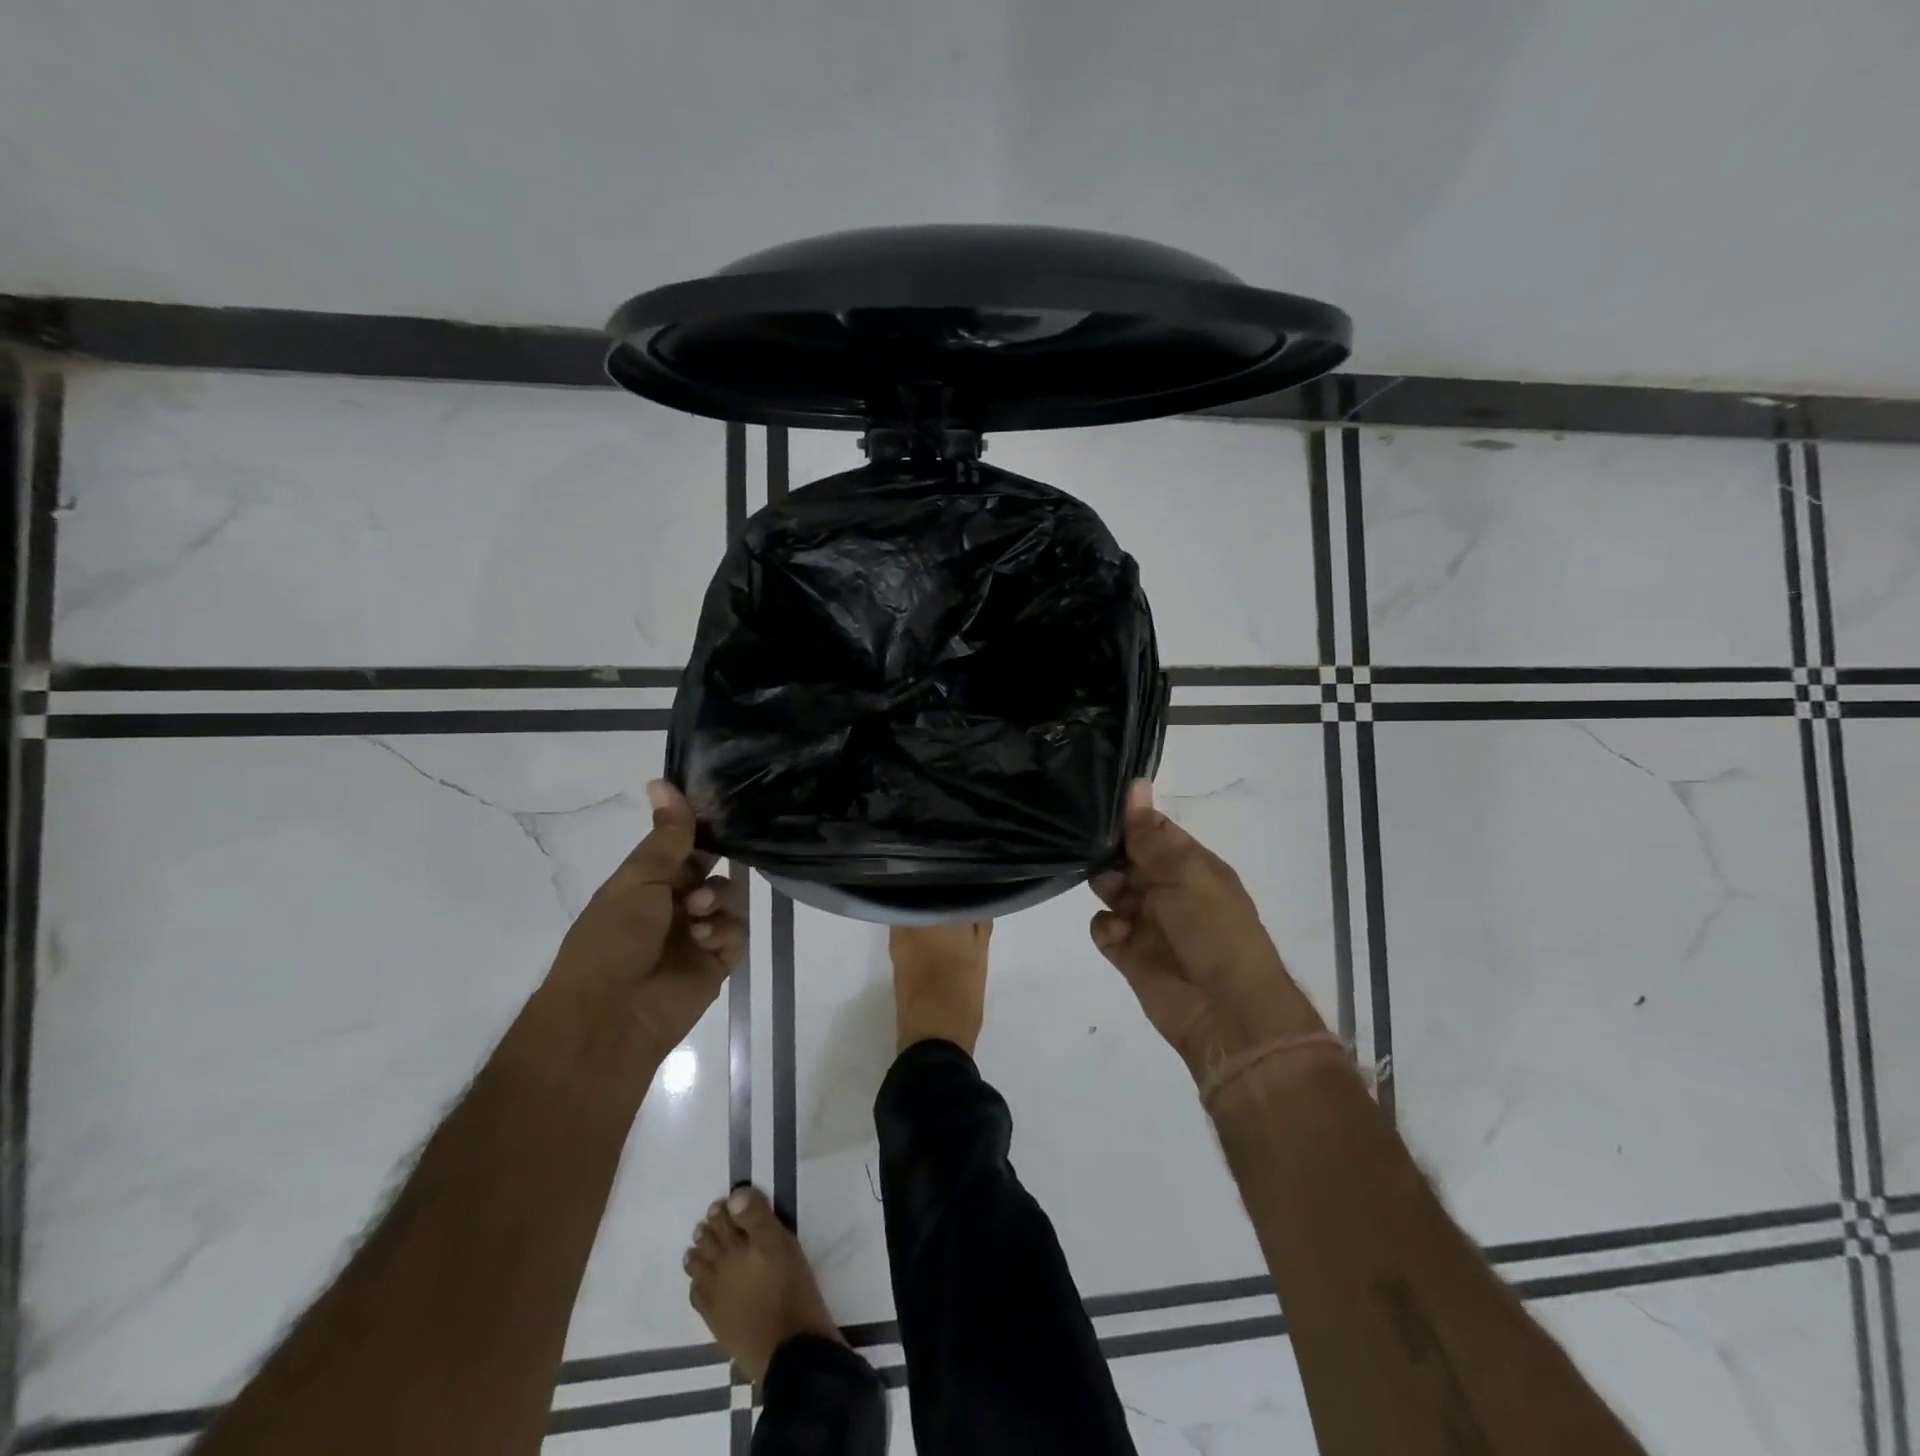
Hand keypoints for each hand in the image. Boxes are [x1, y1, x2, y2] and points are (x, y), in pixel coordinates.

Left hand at [548, 780, 745, 1055]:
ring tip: (698, 913)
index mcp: (646, 883)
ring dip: (716, 898)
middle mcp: (673, 905)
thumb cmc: (613, 938)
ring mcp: (696, 934)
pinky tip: (704, 939)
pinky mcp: (717, 962)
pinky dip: (723, 931)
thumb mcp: (638, 879)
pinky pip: (736, 932)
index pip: (682, 845)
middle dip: (714, 863)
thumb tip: (662, 781)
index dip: (700, 827)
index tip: (724, 807)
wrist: (611, 1015)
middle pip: (710, 869)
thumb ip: (666, 836)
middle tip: (713, 860)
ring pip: (728, 898)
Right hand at [1090, 780, 1324, 1083]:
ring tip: (1113, 893)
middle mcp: (1167, 889)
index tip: (1099, 806)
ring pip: (1110, 889)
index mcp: (1190, 866)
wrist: (1225, 1010)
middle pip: (1127, 858)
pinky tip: (1118, 933)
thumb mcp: (1185, 872)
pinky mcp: (1128, 953)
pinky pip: (1103, 928)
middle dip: (1110, 853)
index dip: (1129, 820)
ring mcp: (1147, 921)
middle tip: (1096, 851)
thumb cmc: (1213, 929)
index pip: (1153, 831)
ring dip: (1105, 885)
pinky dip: (1106, 927)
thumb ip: (1151, 834)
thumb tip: (1136, 784)